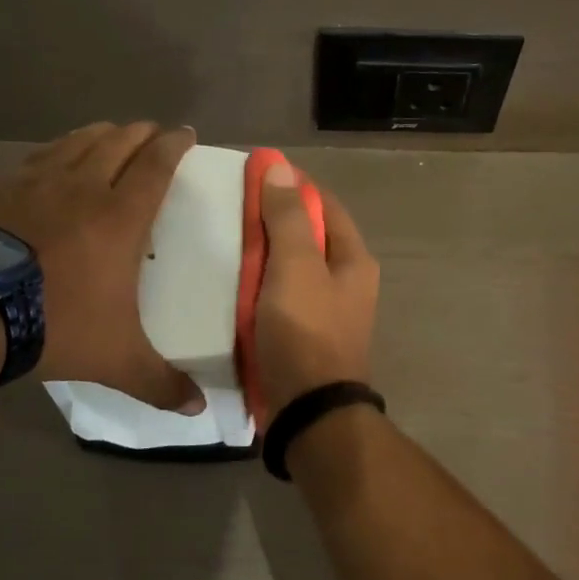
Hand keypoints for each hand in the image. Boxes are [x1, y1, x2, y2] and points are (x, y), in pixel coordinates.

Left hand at [0, 122, 203, 411]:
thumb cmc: (53, 324)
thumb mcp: (115, 360)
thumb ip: (159, 383)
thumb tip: (198, 410)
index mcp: (120, 217)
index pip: (156, 166)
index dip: (175, 145)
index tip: (186, 132)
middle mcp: (83, 188)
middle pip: (119, 143)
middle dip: (142, 133)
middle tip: (154, 132)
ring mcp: (36, 183)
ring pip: (77, 142)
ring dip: (101, 134)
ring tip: (112, 133)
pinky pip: (38, 157)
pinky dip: (57, 150)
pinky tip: (54, 158)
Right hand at [252, 165, 379, 424]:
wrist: (307, 412)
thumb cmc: (305, 331)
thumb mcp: (296, 266)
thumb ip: (287, 217)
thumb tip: (280, 167)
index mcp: (353, 260)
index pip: (323, 204)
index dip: (291, 185)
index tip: (254, 175)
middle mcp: (346, 281)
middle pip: (307, 236)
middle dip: (272, 221)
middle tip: (231, 211)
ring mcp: (325, 310)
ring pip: (290, 268)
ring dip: (262, 256)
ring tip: (225, 243)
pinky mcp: (303, 335)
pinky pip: (279, 297)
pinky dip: (258, 287)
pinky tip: (231, 284)